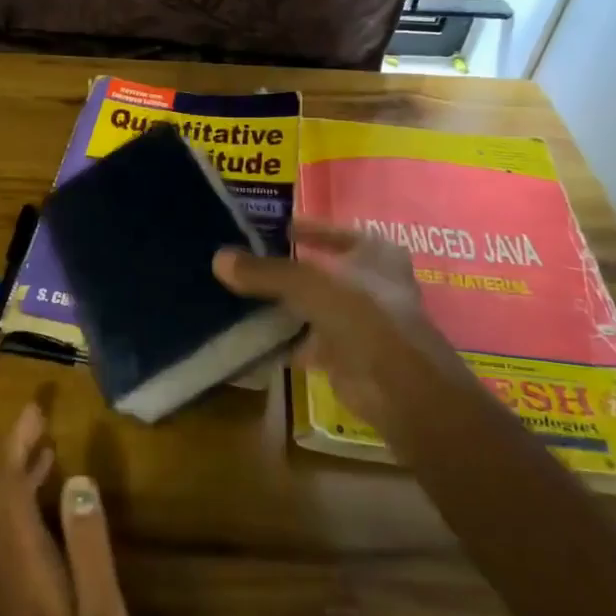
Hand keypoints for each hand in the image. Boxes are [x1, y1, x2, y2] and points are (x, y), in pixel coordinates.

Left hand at [0, 403, 140, 615]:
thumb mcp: (102, 609)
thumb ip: (89, 543)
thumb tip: (79, 480)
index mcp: (23, 562)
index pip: (7, 487)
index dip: (16, 444)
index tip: (35, 410)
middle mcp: (4, 567)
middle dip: (14, 451)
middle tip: (41, 419)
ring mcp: (5, 586)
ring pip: (1, 515)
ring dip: (19, 476)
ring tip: (48, 448)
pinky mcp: (15, 600)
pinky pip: (11, 534)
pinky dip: (25, 503)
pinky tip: (52, 504)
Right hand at [214, 218, 459, 432]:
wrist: (397, 387)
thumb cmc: (363, 314)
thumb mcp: (309, 282)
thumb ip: (265, 271)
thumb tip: (218, 258)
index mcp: (374, 253)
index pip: (332, 231)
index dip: (302, 228)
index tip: (266, 228)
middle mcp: (369, 283)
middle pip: (317, 269)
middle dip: (283, 269)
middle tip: (240, 260)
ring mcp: (357, 321)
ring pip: (308, 305)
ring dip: (279, 304)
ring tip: (235, 293)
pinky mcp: (342, 354)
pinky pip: (302, 339)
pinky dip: (279, 338)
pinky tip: (247, 333)